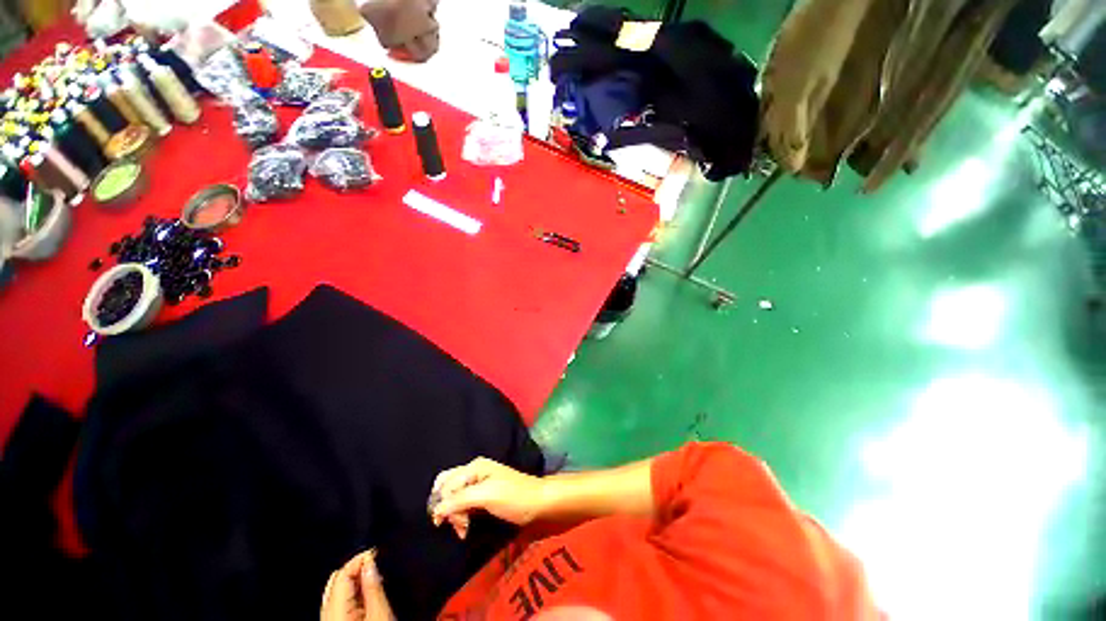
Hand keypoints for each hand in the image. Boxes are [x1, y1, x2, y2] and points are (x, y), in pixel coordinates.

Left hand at [320, 550, 393, 620]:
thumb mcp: (380, 614)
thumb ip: (373, 587)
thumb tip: (371, 562)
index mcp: (335, 610)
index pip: (342, 573)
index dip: (359, 559)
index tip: (378, 552)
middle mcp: (327, 614)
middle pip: (336, 580)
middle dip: (355, 567)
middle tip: (376, 563)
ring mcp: (329, 620)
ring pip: (336, 591)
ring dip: (353, 579)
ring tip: (373, 575)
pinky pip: (338, 602)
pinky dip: (351, 592)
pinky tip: (365, 592)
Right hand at [430, 457, 545, 538]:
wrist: (539, 504)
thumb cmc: (514, 497)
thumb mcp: (486, 496)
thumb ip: (460, 500)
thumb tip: (435, 510)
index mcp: (474, 467)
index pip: (446, 484)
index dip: (442, 504)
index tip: (445, 524)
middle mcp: (474, 472)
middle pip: (448, 488)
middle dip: (446, 508)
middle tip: (457, 525)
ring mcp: (479, 483)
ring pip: (454, 497)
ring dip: (454, 514)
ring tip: (463, 530)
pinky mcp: (483, 496)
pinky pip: (463, 503)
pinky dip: (460, 515)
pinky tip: (465, 527)